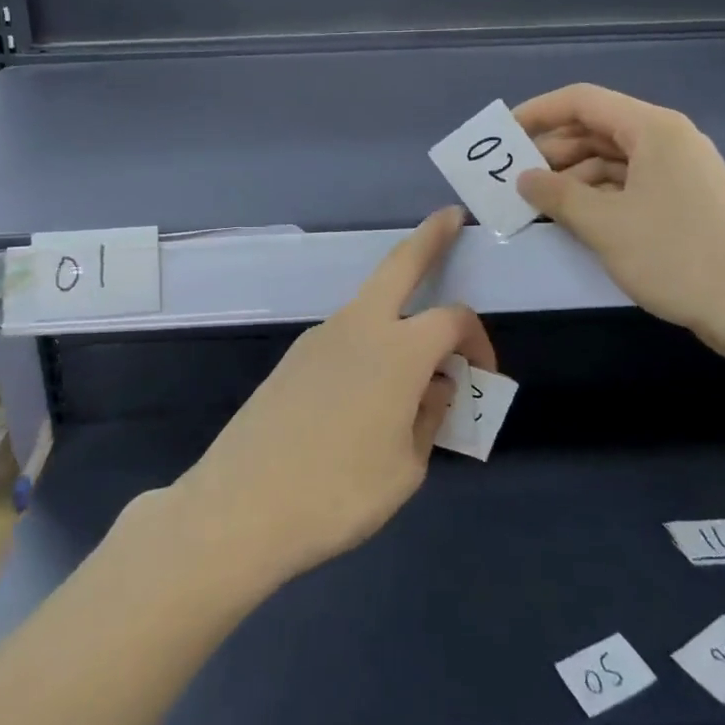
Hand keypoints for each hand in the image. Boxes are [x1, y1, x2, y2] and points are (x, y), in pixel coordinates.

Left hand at [171, 206, 493, 588]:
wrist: (242, 506)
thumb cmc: (339, 493)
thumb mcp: (406, 467)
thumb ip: (429, 416)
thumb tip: (435, 385)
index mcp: (398, 349)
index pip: (453, 320)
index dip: (478, 341)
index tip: (483, 377)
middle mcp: (359, 326)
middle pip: (400, 264)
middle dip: (430, 237)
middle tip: (450, 217)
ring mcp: (320, 336)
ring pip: (371, 304)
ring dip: (400, 311)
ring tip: (417, 364)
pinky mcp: (294, 357)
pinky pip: (346, 337)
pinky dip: (371, 344)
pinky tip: (368, 393)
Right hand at [513, 83, 724, 355]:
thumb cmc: (675, 255)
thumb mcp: (604, 225)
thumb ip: (557, 195)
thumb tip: (524, 178)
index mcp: (652, 129)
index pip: (582, 101)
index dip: (538, 112)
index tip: (503, 136)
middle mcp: (667, 139)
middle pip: (597, 128)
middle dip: (553, 149)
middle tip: (515, 177)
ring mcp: (679, 171)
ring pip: (612, 158)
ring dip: (573, 175)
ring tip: (537, 202)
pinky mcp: (685, 200)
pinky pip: (629, 183)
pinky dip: (598, 194)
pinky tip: (573, 217)